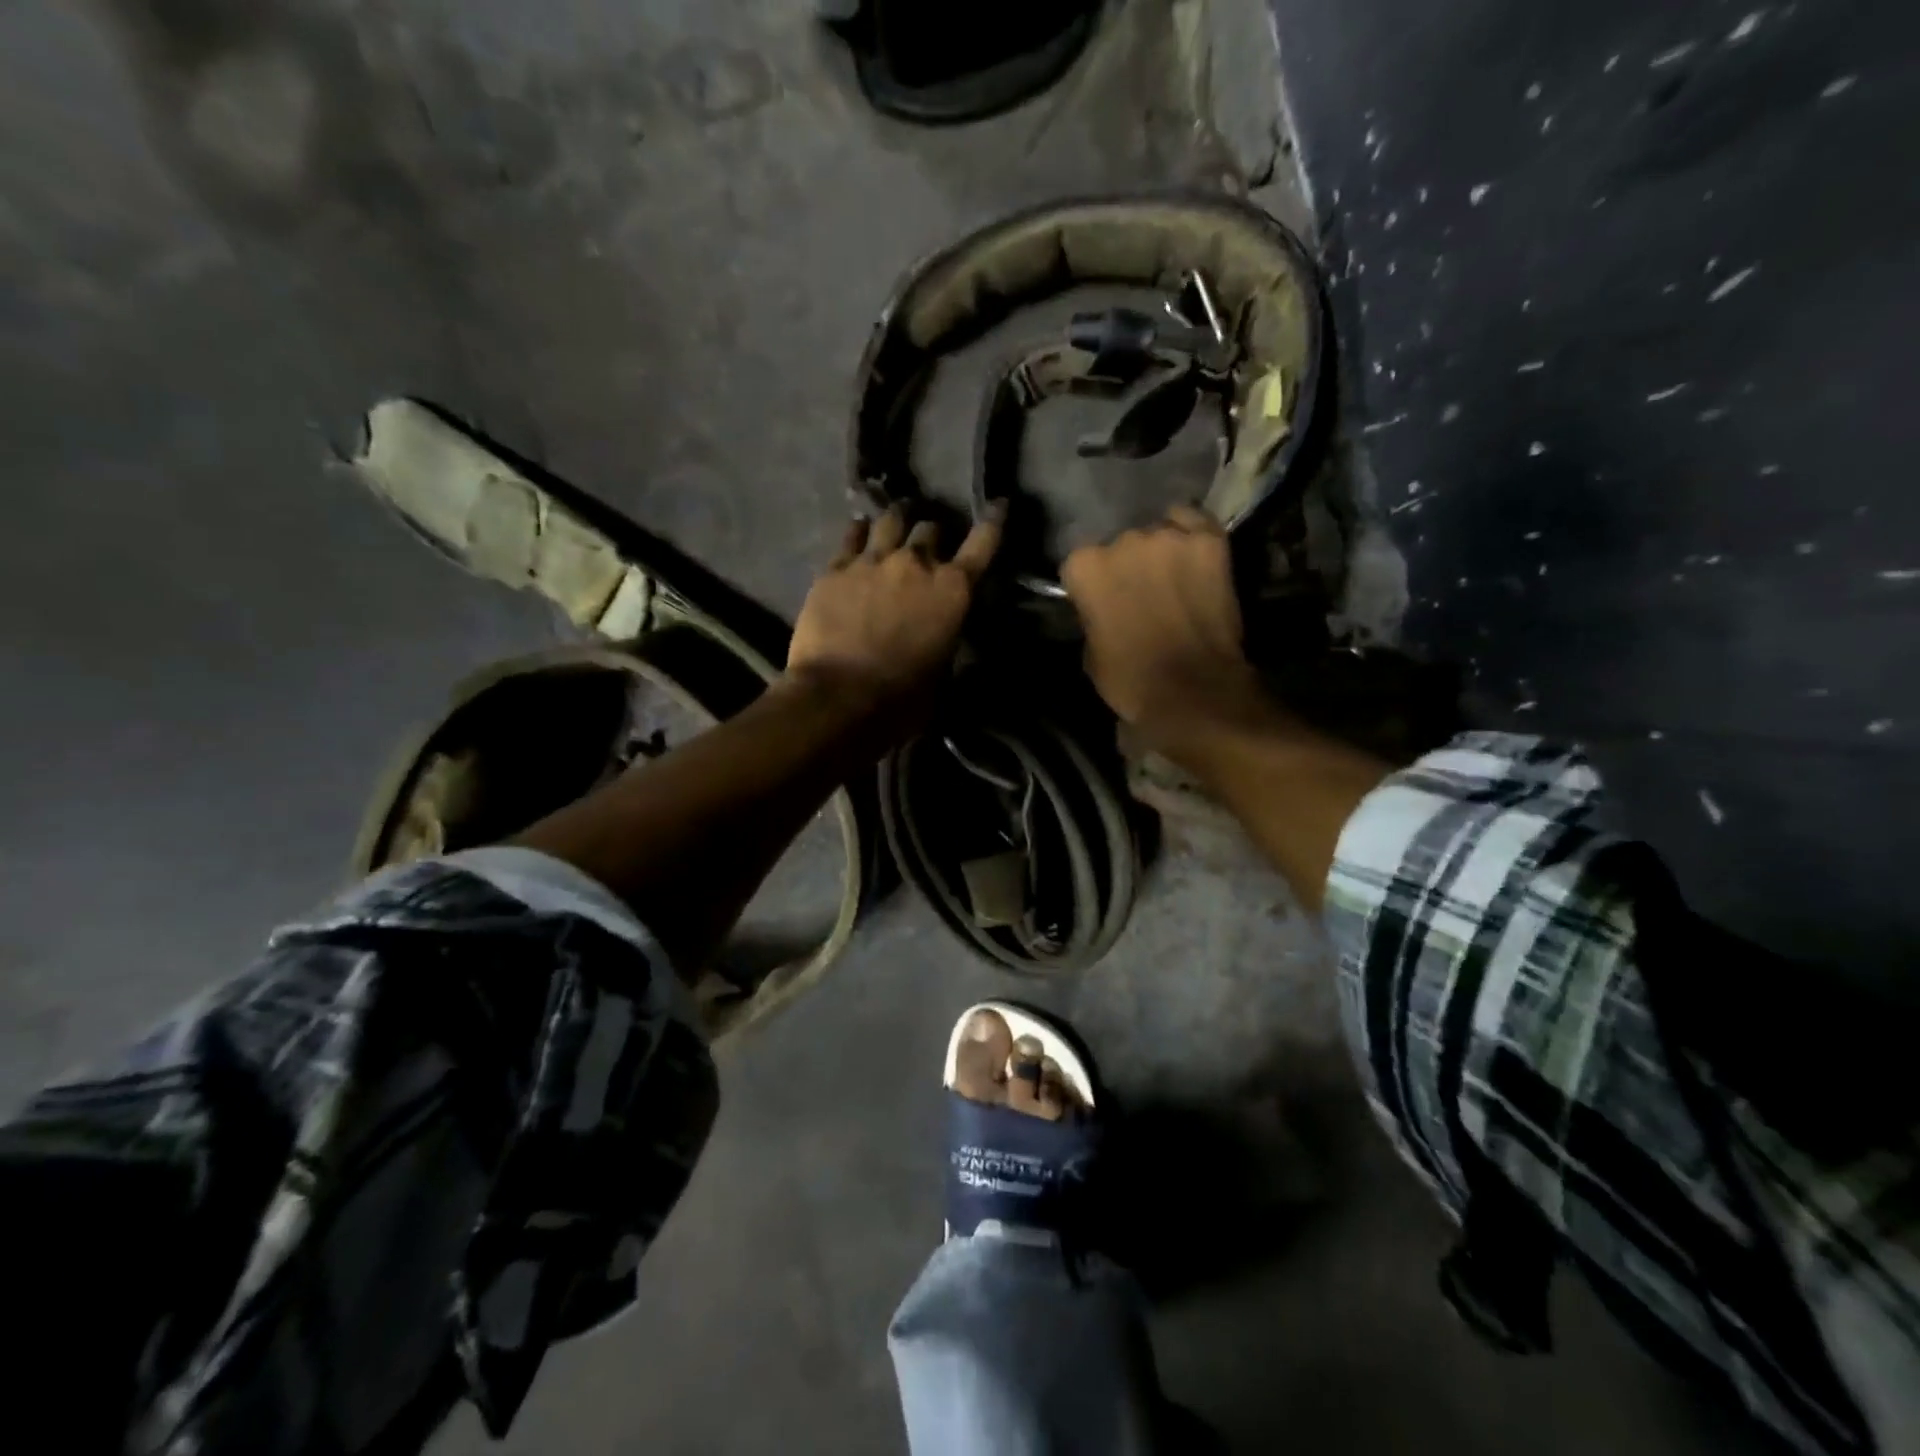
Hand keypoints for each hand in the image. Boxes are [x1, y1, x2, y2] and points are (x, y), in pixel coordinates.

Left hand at [784, 504, 1002, 737]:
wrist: (839, 697)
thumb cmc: (902, 698)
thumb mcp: (943, 670)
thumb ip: (947, 635)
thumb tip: (945, 628)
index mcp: (953, 590)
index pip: (983, 543)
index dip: (993, 522)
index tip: (999, 505)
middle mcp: (917, 564)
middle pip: (931, 528)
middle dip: (932, 534)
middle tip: (926, 544)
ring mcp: (873, 560)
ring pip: (891, 520)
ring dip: (897, 522)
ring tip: (893, 526)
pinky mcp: (836, 567)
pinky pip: (852, 534)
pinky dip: (860, 532)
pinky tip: (859, 533)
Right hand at [1061, 506, 1263, 749]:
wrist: (1195, 690)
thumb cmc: (1132, 680)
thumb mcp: (1091, 652)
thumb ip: (1093, 616)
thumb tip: (1104, 607)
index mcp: (1085, 566)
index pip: (1081, 564)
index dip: (1093, 586)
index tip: (1103, 603)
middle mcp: (1122, 540)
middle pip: (1121, 544)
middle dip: (1128, 566)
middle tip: (1142, 594)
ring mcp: (1168, 536)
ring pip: (1158, 532)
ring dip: (1161, 553)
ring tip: (1173, 579)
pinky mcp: (1209, 539)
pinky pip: (1193, 522)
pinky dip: (1191, 537)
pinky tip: (1194, 558)